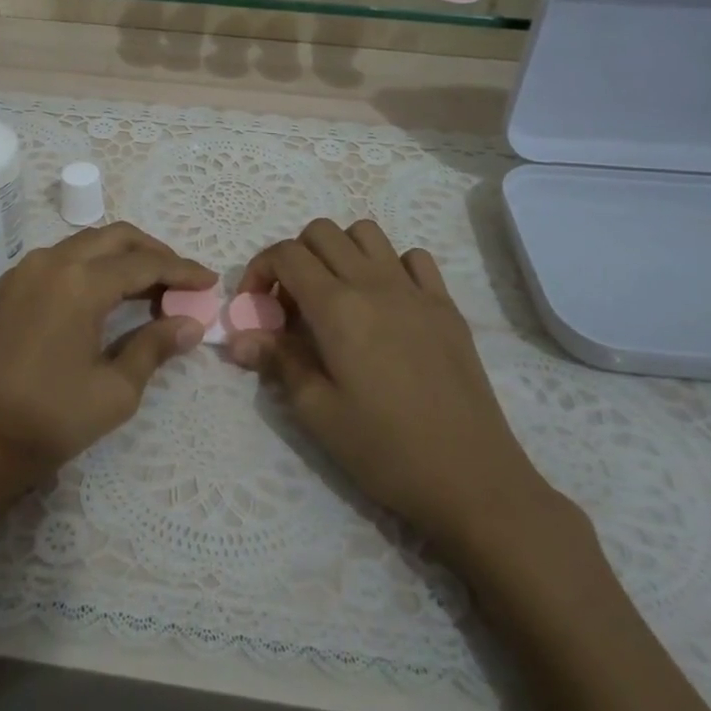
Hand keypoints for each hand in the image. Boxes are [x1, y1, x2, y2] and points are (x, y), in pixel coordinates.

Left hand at [0, 222, 213, 516]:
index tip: (209, 281)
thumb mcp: (114, 391)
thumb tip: (191, 324)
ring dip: (121, 256)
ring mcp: (25, 271)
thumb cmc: (47, 420)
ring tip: (150, 288)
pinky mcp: (9, 287)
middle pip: (115, 238)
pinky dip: (92, 265)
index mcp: (80, 282)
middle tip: (182, 279)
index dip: (181, 271)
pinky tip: (107, 294)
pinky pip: (61, 258)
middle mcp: (52, 262)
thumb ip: (154, 347)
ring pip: (86, 244)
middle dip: (153, 252)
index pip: (144, 264)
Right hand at [226, 218, 569, 557]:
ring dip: (340, 252)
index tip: (255, 306)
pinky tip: (386, 305)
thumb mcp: (317, 412)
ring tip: (336, 296)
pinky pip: (413, 258)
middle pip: (321, 231)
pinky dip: (389, 266)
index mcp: (338, 307)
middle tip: (292, 305)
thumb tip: (238, 338)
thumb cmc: (384, 450)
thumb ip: (277, 361)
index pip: (287, 254)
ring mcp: (416, 290)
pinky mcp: (446, 305)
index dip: (259, 269)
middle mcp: (374, 283)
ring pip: (366, 233)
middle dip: (294, 257)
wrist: (472, 479)